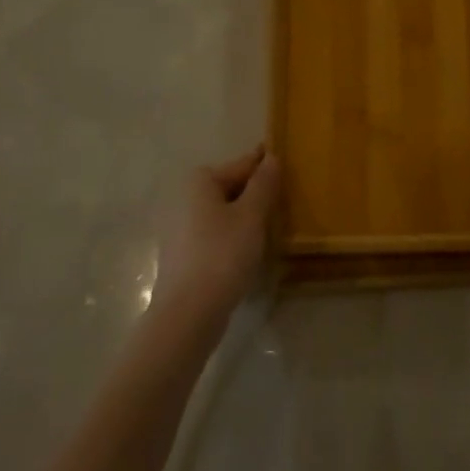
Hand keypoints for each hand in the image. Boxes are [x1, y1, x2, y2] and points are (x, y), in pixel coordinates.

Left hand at [153, 146, 279, 320]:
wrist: (188, 313)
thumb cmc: (222, 255)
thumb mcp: (251, 216)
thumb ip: (264, 184)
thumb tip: (272, 158)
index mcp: (200, 181)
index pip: (243, 165)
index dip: (267, 167)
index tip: (290, 168)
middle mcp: (184, 197)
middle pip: (230, 187)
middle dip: (257, 193)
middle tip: (287, 202)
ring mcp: (179, 227)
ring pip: (223, 212)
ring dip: (246, 216)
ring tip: (273, 227)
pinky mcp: (181, 253)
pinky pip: (214, 233)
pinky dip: (232, 236)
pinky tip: (250, 250)